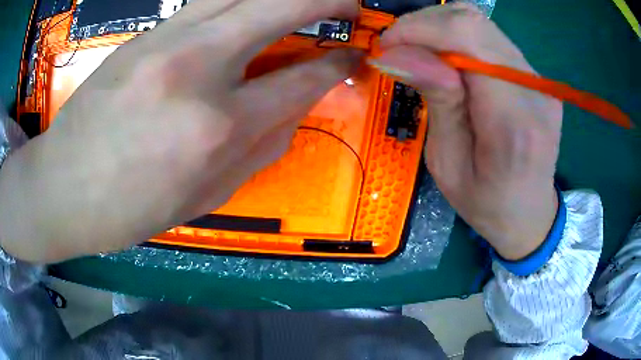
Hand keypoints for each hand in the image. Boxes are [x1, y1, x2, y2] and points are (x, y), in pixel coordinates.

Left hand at [0, 0, 360, 262]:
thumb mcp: (206, 197)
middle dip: (327, 0)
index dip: (338, 66)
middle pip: (281, 6)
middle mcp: (197, 68)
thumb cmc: (130, 208)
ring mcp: (166, 41)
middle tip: (350, 5)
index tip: (355, 58)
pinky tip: (247, 13)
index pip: (302, 80)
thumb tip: (295, 109)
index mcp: (217, 127)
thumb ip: (260, 149)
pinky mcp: (144, 35)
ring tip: (304, 2)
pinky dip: (239, 2)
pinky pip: (205, 3)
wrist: (63, 188)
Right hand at [373, 4, 561, 259]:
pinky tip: (448, 61)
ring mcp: (539, 80)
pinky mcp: (536, 77)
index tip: (387, 46)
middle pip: (474, 21)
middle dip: (425, 25)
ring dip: (440, 29)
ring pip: (481, 23)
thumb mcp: (448, 165)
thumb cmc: (487, 204)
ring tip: (420, 55)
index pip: (467, 38)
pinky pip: (491, 39)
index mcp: (513, 120)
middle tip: (399, 49)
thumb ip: (436, 101)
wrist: (530, 214)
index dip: (419, 29)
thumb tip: (397, 52)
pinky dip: (459, 39)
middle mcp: (534, 89)